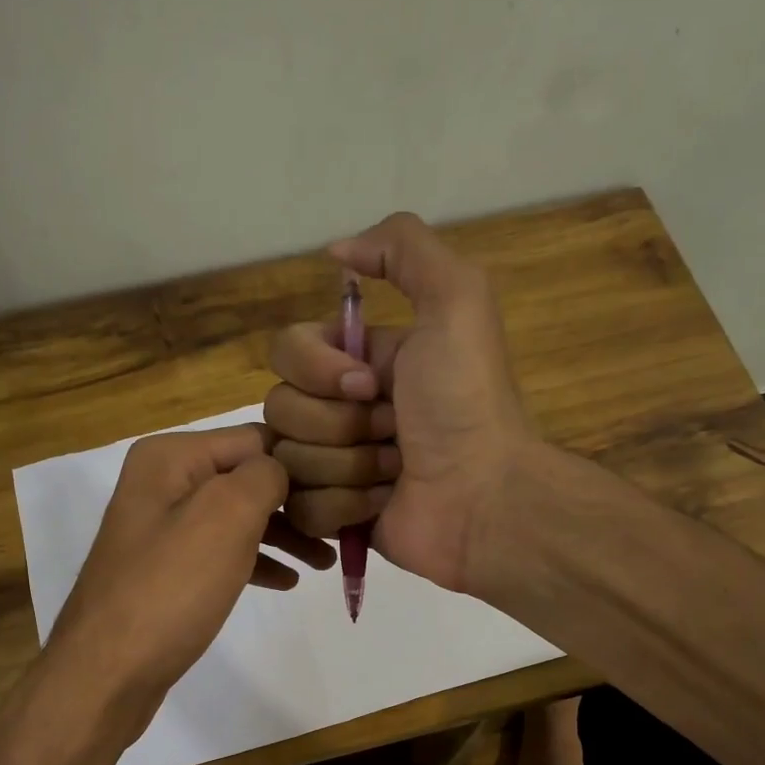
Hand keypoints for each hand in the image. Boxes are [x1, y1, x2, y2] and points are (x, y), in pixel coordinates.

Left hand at [45, 425, 334, 736]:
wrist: (108, 672)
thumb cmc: (171, 588)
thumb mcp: (226, 516)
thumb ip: (263, 476)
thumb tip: (281, 469)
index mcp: (171, 457)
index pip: (255, 439)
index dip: (302, 462)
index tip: (344, 491)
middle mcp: (163, 482)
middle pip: (247, 478)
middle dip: (296, 503)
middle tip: (342, 530)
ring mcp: (163, 527)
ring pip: (239, 517)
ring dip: (284, 535)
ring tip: (325, 561)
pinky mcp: (168, 568)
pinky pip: (222, 551)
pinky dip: (256, 560)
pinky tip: (287, 581)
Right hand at [264, 212, 537, 592]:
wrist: (484, 495)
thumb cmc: (466, 401)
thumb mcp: (457, 300)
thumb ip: (404, 247)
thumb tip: (337, 250)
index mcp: (357, 361)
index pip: (286, 351)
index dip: (318, 369)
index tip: (369, 383)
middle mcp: (339, 409)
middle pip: (280, 408)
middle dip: (340, 423)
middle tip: (393, 431)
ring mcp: (332, 466)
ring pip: (287, 460)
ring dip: (349, 466)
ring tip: (396, 471)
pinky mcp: (332, 516)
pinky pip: (300, 507)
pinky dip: (344, 507)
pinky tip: (382, 503)